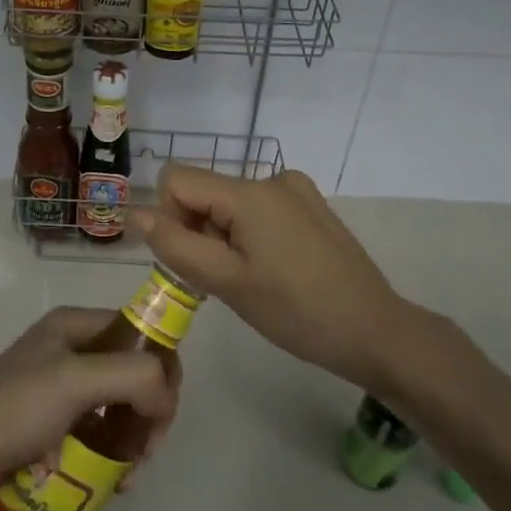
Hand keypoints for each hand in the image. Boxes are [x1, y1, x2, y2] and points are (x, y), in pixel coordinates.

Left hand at [0, 307, 181, 510]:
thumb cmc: (13, 409)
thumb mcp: (75, 381)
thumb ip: (132, 376)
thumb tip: (164, 399)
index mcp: (75, 325)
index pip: (140, 332)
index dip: (162, 366)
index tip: (164, 411)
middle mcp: (70, 350)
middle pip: (133, 372)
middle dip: (149, 410)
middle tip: (146, 451)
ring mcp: (59, 389)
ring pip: (117, 407)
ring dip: (131, 440)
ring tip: (127, 475)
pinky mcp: (50, 425)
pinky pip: (95, 434)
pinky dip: (109, 456)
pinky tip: (111, 484)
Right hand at [134, 164, 416, 389]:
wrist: (375, 331)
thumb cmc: (296, 311)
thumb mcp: (227, 283)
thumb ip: (176, 245)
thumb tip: (135, 213)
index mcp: (249, 191)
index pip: (176, 180)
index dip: (169, 218)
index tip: (192, 260)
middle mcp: (272, 178)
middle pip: (204, 192)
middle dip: (199, 231)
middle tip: (223, 280)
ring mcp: (296, 191)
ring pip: (229, 204)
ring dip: (223, 237)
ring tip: (252, 280)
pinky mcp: (311, 208)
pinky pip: (258, 210)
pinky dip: (249, 235)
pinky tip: (273, 271)